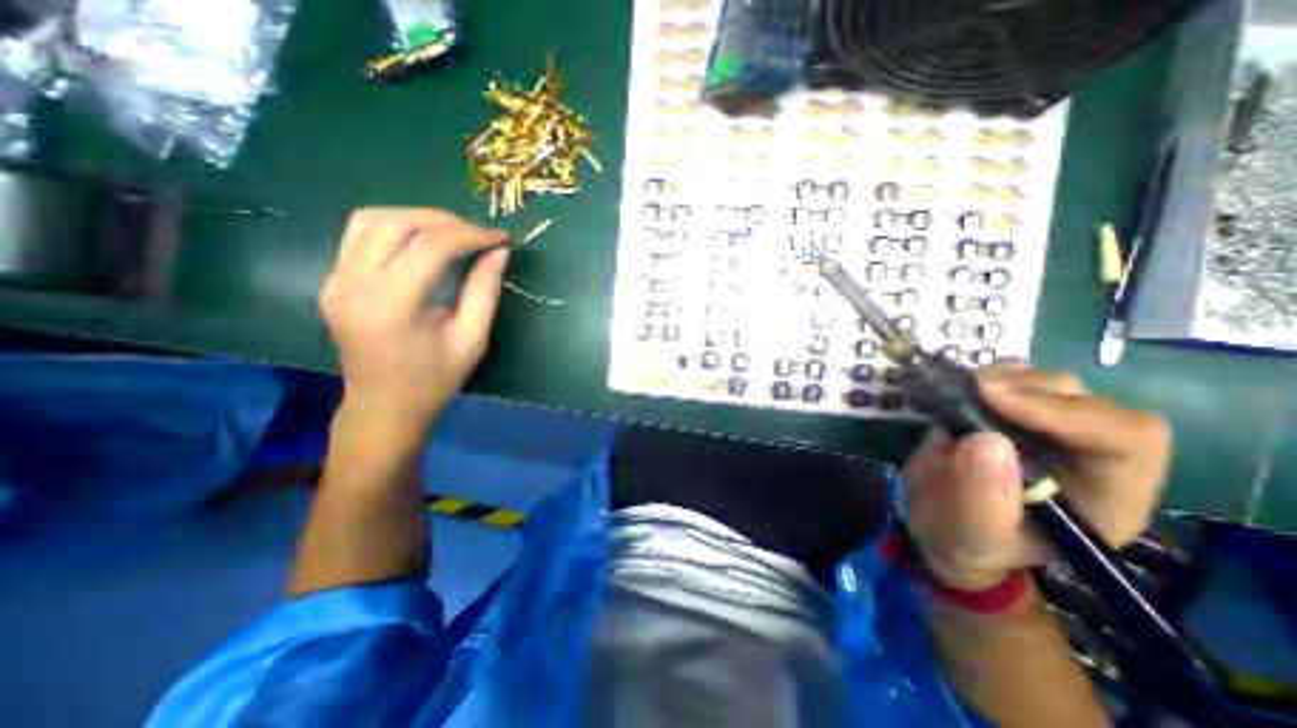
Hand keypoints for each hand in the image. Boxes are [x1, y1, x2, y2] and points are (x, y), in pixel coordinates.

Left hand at [319, 208, 511, 427]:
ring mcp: (335, 280)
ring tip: (453, 233)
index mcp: (392, 304)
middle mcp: (354, 284)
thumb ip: (485, 291)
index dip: (471, 236)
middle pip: (395, 223)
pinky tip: (422, 243)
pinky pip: (360, 236)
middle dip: (444, 221)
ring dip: (417, 218)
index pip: (431, 247)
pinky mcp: (332, 281)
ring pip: (371, 220)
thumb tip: (499, 252)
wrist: (383, 408)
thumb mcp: (472, 339)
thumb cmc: (434, 380)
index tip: (501, 238)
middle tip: (478, 234)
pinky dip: (396, 229)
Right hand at [904, 363, 1170, 590]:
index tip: (991, 397)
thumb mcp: (971, 534)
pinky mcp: (1013, 414)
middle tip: (972, 389)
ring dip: (1008, 378)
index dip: (1064, 411)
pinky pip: (1018, 380)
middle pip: (1089, 402)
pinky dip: (992, 375)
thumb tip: (986, 440)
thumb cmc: (966, 539)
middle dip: (1029, 389)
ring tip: (965, 391)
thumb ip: (982, 499)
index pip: (1124, 439)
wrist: (943, 525)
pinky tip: (966, 386)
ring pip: (1054, 384)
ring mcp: (1049, 431)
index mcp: (1104, 497)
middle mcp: (1089, 457)